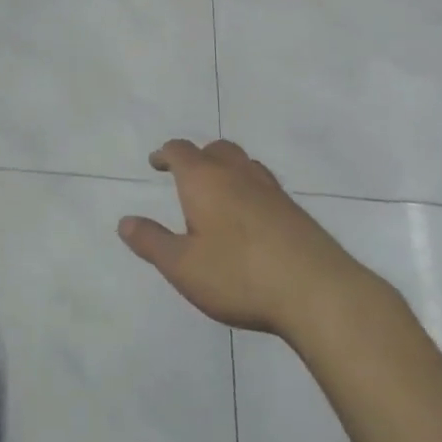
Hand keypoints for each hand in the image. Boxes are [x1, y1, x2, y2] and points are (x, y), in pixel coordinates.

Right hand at [119, 139, 384, 338]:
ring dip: (227, 170)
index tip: (156, 162)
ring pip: (244, 164)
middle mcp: (237, 174)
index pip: (180, 151)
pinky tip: (252, 218)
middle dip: (198, 157)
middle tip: (187, 176)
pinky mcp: (295, 211)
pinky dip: (250, 190)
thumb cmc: (239, 275)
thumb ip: (152, 242)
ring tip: (220, 193)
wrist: (318, 292)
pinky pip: (265, 186)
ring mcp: (271, 190)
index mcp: (204, 179)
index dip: (165, 154)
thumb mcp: (183, 266)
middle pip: (215, 149)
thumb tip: (124, 222)